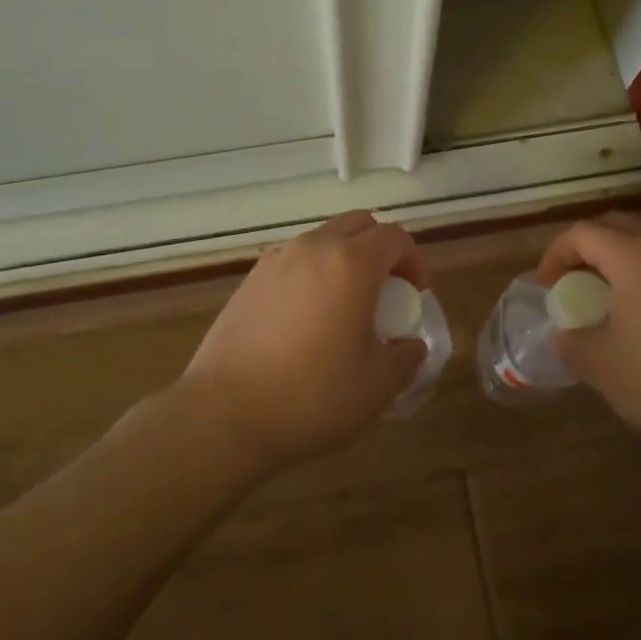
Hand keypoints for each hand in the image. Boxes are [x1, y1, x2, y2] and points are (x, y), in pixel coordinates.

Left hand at [179, 210, 428, 470]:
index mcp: (351, 264)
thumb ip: (405, 357)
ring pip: (323, 239)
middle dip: (380, 249)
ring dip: (344, 259)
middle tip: (386, 292)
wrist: (224, 415)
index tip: (415, 296)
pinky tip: (306, 319)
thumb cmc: (312, 397)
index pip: (395, 237)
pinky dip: (312, 274)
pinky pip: (293, 261)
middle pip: (358, 224)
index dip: (414, 261)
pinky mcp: (249, 280)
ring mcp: (276, 261)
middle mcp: (313, 248)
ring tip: (345, 306)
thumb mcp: (377, 385)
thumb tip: (410, 345)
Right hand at [535, 212, 640, 475]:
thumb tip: (564, 335)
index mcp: (635, 256)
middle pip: (617, 226)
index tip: (548, 288)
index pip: (583, 233)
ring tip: (611, 297)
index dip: (556, 254)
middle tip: (574, 283)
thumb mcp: (604, 368)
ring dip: (622, 258)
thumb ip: (572, 344)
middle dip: (587, 248)